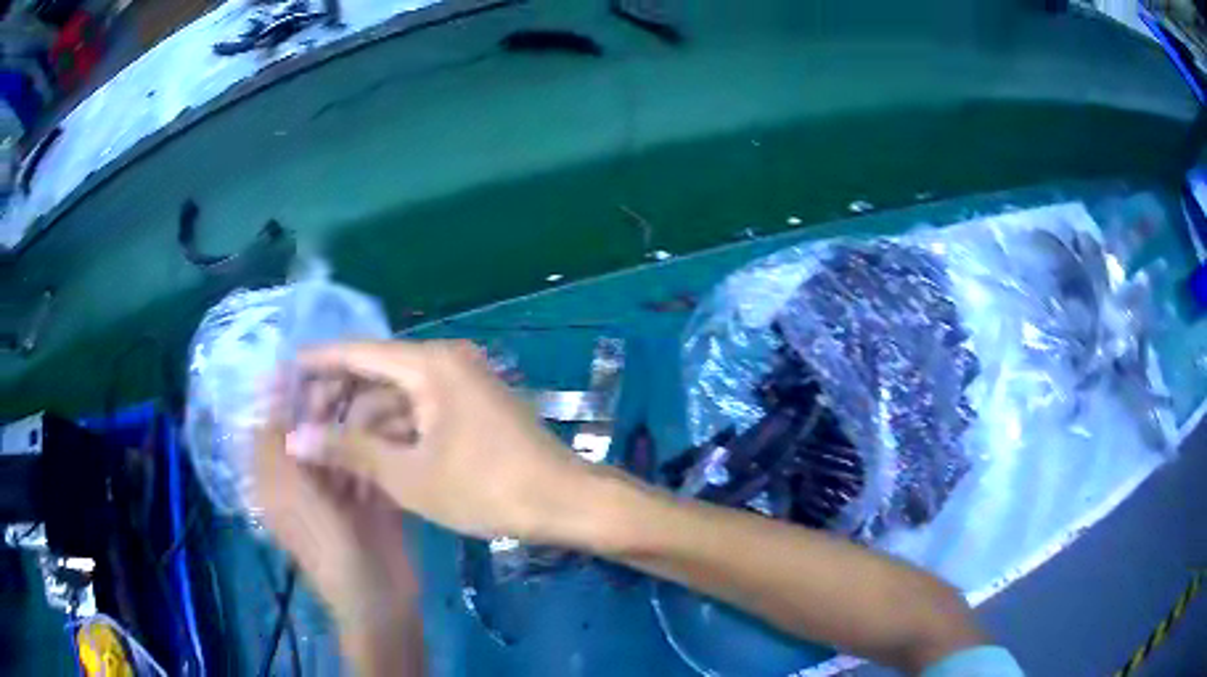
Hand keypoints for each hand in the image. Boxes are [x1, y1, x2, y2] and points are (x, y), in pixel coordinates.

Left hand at [251, 394, 422, 672]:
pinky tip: (394, 423)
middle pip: (312, 427)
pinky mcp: (369, 497)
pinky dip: (378, 442)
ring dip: (358, 418)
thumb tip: (268, 387)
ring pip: (343, 440)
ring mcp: (338, 488)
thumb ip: (277, 442)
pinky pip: (369, 460)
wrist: (379, 599)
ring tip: (380, 394)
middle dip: (329, 402)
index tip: (313, 364)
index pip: (276, 420)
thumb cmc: (328, 548)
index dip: (290, 392)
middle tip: (356, 378)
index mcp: (277, 477)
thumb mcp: (291, 494)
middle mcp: (304, 477)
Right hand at [291, 340, 597, 542]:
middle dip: (339, 399)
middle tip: (303, 425)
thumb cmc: (485, 488)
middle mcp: (445, 361)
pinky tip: (370, 454)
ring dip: (366, 419)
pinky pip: (421, 408)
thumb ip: (349, 450)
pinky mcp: (473, 405)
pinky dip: (395, 429)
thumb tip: (296, 438)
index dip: (317, 363)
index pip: (357, 353)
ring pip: (398, 394)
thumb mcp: (408, 475)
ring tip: (330, 447)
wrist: (564, 502)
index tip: (283, 374)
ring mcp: (463, 382)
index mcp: (428, 365)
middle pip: (376, 372)